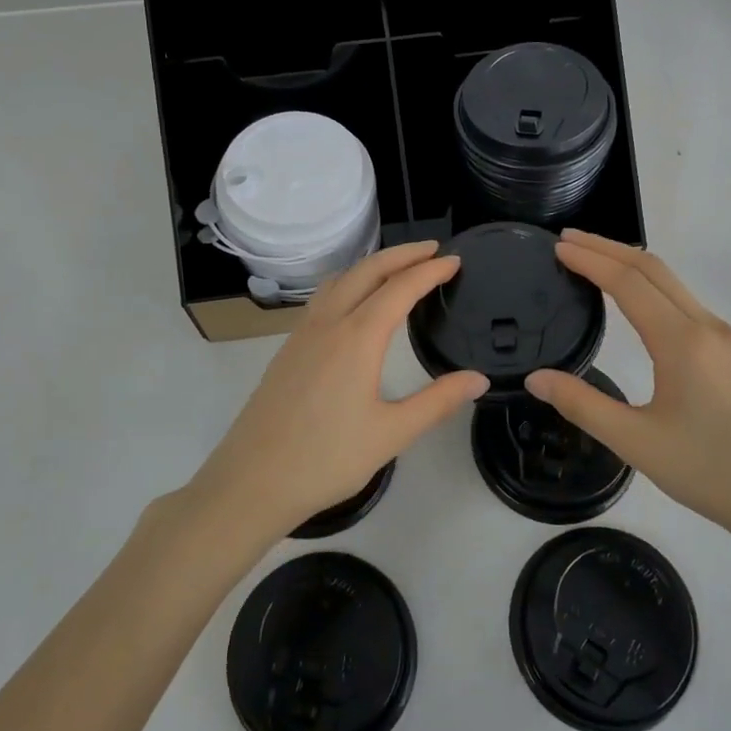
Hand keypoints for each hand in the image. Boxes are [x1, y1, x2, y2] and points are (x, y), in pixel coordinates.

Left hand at [186, 241, 488, 542]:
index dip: (430, 271)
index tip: (455, 261)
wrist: (252, 481)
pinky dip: (349, 282)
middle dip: (402, 254)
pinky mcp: (288, 349)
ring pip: (340, 280)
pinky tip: (355, 302)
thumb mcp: (392, 434)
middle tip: (433, 250)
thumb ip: (438, 402)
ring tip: (398, 268)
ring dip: (372, 265)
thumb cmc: (326, 459)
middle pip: (367, 271)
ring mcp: (302, 334)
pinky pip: (323, 297)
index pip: (400, 289)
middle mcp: (328, 324)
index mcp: (357, 338)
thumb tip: (479, 379)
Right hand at [525, 230, 730, 551]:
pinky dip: (650, 284)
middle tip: (567, 240)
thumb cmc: (711, 473)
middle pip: (653, 269)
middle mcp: (707, 327)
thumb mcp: (636, 443)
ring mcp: (725, 337)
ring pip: (672, 283)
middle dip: (608, 248)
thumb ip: (582, 405)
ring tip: (592, 260)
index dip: (590, 260)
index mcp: (683, 343)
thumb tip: (536, 378)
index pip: (629, 283)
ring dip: (630, 264)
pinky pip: (684, 301)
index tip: (557, 246)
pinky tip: (634, 298)